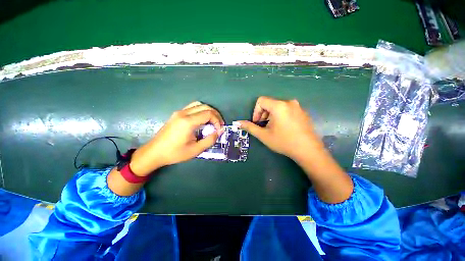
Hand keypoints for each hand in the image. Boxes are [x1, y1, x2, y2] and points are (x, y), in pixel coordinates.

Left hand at [130, 101, 224, 175]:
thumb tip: (220, 131)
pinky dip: (201, 111)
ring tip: (213, 120)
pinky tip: (203, 120)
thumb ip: (210, 139)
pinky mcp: (177, 114)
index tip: (219, 130)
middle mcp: (183, 113)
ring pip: (199, 104)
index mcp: (188, 122)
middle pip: (205, 107)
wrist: (154, 152)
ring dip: (208, 111)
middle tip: (219, 124)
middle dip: (215, 114)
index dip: (217, 120)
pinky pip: (192, 107)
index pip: (208, 114)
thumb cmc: (175, 153)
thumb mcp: (195, 150)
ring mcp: (179, 112)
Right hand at [239, 96, 352, 203]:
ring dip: (271, 116)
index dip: (256, 111)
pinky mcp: (302, 112)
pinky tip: (283, 128)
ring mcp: (297, 106)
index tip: (257, 122)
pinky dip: (280, 116)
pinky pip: (287, 109)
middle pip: (269, 103)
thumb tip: (237, 123)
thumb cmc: (284, 142)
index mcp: (279, 106)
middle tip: (264, 127)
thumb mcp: (264, 135)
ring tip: (273, 128)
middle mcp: (289, 102)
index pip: (261, 101)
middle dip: (263, 114)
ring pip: (278, 106)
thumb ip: (250, 127)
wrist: (308, 150)